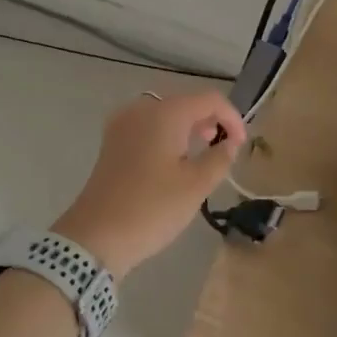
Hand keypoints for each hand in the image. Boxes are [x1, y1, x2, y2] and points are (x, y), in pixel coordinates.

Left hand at [53, 91, 246, 277]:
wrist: (96, 237)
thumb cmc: (152, 208)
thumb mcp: (196, 185)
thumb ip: (220, 157)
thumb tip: (229, 142)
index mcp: (165, 113)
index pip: (210, 99)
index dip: (232, 118)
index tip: (241, 145)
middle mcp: (142, 109)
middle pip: (186, 103)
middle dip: (210, 121)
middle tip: (224, 149)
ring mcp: (122, 125)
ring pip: (165, 115)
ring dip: (188, 129)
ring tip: (202, 155)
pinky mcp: (112, 143)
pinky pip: (148, 128)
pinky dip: (167, 136)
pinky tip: (174, 161)